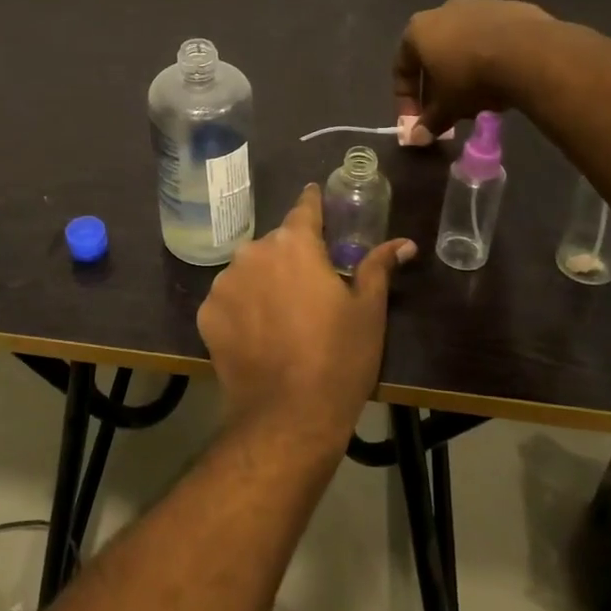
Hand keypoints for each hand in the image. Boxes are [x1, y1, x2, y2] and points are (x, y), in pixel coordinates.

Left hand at [196, 184, 415, 463]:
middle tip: (309, 289)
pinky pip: (229, 300)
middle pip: (276, 245)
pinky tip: (257, 336)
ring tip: (282, 318)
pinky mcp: (206, 313)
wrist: (287, 416)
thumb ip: (378, 267)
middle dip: (291, 258)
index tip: (314, 194)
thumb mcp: (368, 312)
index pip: (304, 208)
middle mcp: (253, 252)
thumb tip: (404, 243)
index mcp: (294, 244)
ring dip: (264, 283)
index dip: (312, 202)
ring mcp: (224, 282)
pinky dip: (242, 309)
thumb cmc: (338, 359)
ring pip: (249, 271)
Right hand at [393, 0, 557, 139]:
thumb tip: (417, 138)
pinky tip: (504, 78)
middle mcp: (443, 10)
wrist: (530, 52)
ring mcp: (479, 5)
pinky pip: (494, 38)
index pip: (402, 68)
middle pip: (434, 54)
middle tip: (447, 110)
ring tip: (479, 97)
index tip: (417, 120)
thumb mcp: (447, 106)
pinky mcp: (511, 8)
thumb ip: (430, 121)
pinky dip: (493, 57)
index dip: (406, 99)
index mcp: (418, 30)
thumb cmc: (472, 78)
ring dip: (466, 69)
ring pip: (464, 44)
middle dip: (438, 85)